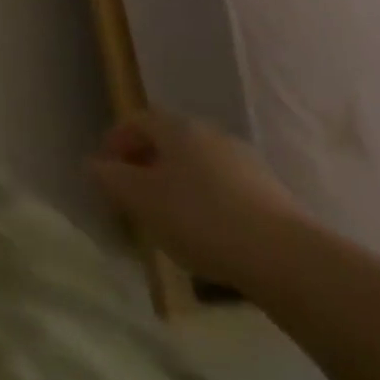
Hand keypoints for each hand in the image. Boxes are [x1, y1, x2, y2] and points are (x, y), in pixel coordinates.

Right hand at [86, 110, 308, 288]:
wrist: (287, 259)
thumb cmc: (201, 218)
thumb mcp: (141, 200)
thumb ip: (110, 179)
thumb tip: (92, 165)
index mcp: (177, 128)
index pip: (136, 120)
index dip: (115, 141)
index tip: (104, 171)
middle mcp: (210, 134)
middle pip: (168, 141)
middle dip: (145, 164)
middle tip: (132, 196)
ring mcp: (245, 163)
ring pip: (197, 166)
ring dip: (176, 185)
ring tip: (167, 220)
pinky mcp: (271, 195)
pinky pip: (224, 189)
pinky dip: (206, 203)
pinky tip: (206, 235)